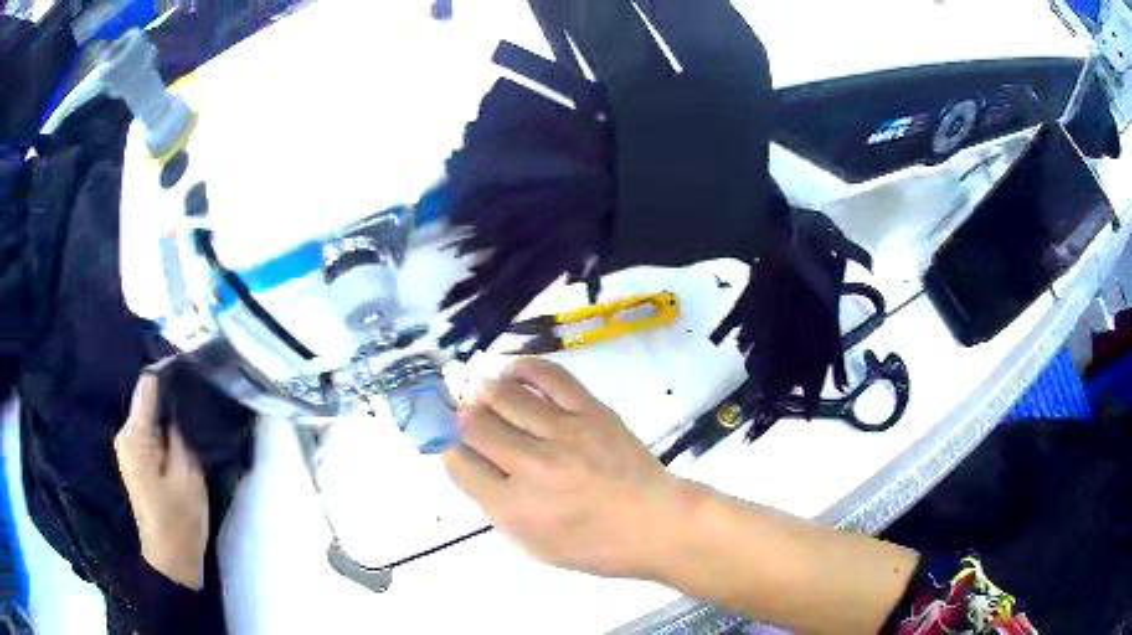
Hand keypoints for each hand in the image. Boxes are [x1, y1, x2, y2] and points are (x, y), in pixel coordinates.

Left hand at [115, 375, 208, 590]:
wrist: (171, 559)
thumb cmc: (180, 520)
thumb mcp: (188, 475)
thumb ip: (180, 434)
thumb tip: (179, 402)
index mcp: (134, 436)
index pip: (148, 385)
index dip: (170, 377)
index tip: (195, 377)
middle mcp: (125, 434)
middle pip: (147, 399)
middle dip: (171, 398)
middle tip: (200, 402)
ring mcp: (128, 447)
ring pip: (149, 415)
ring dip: (169, 416)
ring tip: (194, 420)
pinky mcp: (135, 459)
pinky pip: (149, 431)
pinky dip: (165, 431)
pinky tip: (183, 439)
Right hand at [442, 358, 681, 578]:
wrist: (654, 524)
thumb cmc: (592, 545)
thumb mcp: (532, 545)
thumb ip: (495, 506)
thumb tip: (470, 462)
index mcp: (514, 507)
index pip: (460, 464)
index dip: (448, 448)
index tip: (451, 442)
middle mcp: (533, 467)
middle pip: (476, 426)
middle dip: (463, 420)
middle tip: (466, 417)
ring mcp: (564, 434)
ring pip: (504, 397)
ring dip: (484, 393)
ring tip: (483, 394)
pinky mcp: (592, 411)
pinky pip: (548, 376)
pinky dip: (522, 369)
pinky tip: (511, 373)